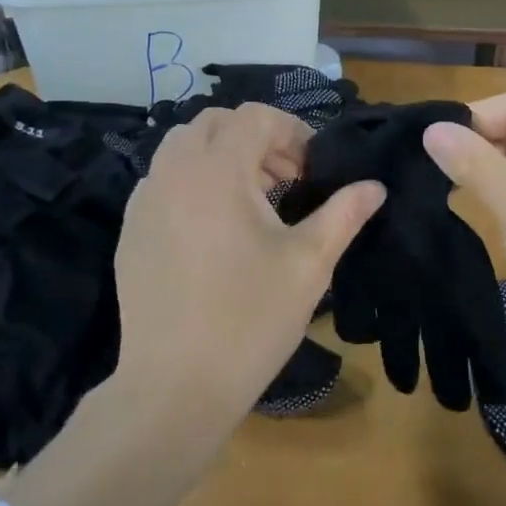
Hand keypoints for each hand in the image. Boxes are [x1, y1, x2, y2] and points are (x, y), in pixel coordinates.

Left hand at [112, 103, 384, 420]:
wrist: (174, 388)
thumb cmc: (250, 319)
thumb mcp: (309, 263)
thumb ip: (344, 213)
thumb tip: (375, 186)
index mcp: (217, 171)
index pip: (255, 117)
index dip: (292, 131)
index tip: (312, 170)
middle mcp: (173, 173)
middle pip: (214, 122)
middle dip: (255, 138)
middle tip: (285, 180)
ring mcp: (144, 201)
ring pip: (183, 147)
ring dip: (222, 156)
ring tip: (252, 201)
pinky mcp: (130, 230)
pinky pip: (163, 180)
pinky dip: (193, 181)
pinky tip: (215, 228)